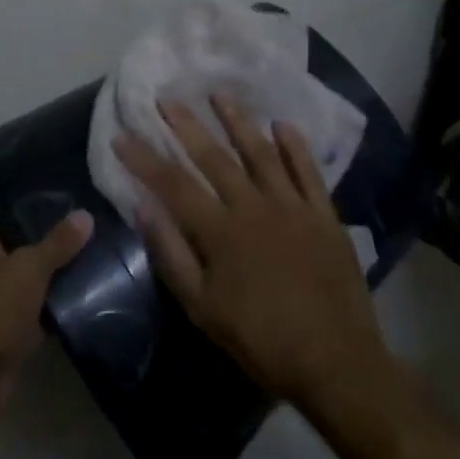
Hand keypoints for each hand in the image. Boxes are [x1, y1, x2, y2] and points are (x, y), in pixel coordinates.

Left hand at [0, 189, 93, 431]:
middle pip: (2, 232)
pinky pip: (21, 304)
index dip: (7, 185)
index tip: (43, 179)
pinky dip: (42, 300)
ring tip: (84, 242)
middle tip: (75, 209)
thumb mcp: (28, 269)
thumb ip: (58, 241)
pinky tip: (77, 288)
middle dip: (35, 225)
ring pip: (14, 269)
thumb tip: (86, 214)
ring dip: (42, 265)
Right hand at [115, 96, 387, 417]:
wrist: (337, 364)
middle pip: (214, 158)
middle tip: (167, 98)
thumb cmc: (261, 341)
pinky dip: (295, 147)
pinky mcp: (324, 215)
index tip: (123, 135)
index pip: (172, 184)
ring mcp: (292, 207)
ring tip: (219, 94)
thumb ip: (172, 255)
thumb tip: (144, 208)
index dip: (145, 158)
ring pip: (260, 153)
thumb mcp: (203, 309)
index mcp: (220, 231)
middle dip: (187, 125)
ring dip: (238, 121)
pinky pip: (308, 172)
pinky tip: (283, 124)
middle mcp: (253, 207)